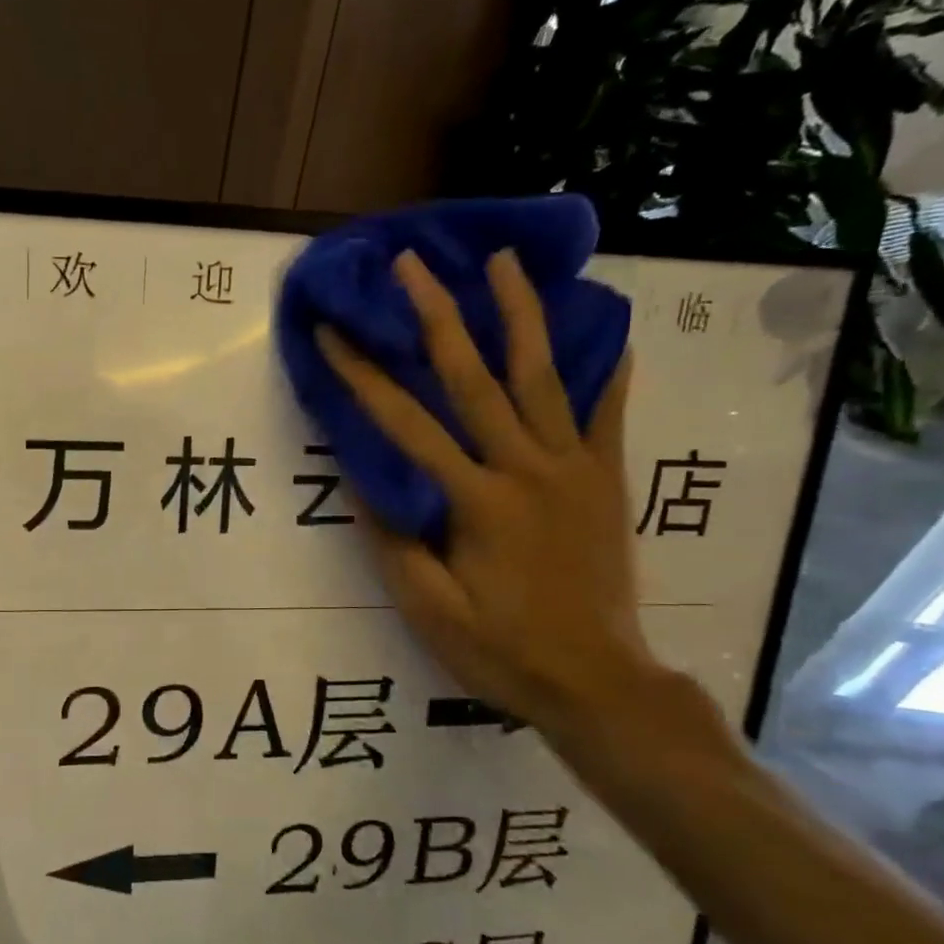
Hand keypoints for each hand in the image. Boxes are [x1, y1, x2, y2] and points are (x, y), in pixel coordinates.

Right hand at [317, 249, 663, 737]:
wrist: (598, 681)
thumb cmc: (502, 650)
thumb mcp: (429, 610)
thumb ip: (396, 542)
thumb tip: (364, 482)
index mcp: (474, 501)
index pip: (405, 426)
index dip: (362, 377)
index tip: (333, 334)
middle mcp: (524, 469)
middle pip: (474, 379)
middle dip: (438, 316)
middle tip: (414, 264)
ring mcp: (573, 468)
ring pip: (544, 376)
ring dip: (521, 314)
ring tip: (504, 262)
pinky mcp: (606, 479)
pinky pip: (609, 413)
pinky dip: (608, 367)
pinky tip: (609, 327)